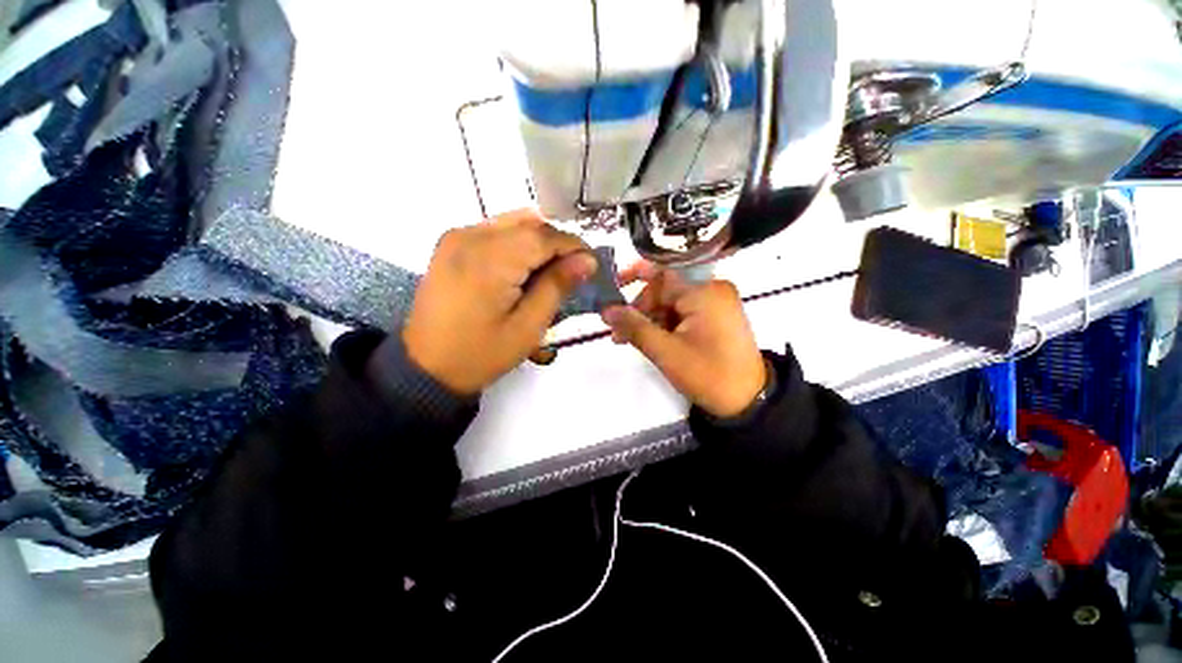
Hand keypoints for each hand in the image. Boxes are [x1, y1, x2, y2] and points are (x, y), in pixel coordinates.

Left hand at [402, 209, 595, 393]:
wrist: (425, 367)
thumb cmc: (480, 354)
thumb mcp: (527, 327)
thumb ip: (557, 287)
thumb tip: (586, 261)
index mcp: (489, 259)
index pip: (543, 236)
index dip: (573, 247)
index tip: (591, 265)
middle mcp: (469, 236)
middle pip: (529, 223)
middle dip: (557, 243)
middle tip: (573, 271)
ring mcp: (456, 237)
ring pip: (513, 223)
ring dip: (538, 242)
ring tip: (550, 271)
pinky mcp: (450, 244)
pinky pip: (495, 231)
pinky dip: (517, 243)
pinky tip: (523, 269)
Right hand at [600, 263, 765, 417]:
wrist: (748, 401)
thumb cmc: (708, 374)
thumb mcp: (665, 352)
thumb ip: (634, 327)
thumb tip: (606, 309)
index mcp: (705, 291)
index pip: (663, 271)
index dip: (636, 274)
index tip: (613, 286)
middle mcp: (712, 289)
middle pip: (665, 290)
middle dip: (639, 309)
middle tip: (618, 331)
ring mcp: (716, 304)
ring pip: (671, 303)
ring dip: (649, 320)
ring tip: (627, 340)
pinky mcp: (715, 317)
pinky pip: (682, 313)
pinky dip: (664, 325)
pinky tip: (649, 341)